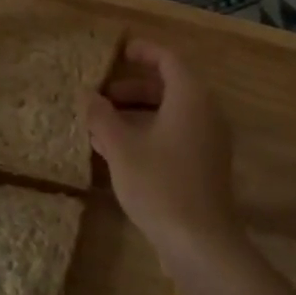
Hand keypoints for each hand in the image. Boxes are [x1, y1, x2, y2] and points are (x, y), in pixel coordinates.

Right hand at [85, 39, 239, 261]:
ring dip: (138, 113)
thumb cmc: (160, 184)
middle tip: (102, 95)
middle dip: (133, 87)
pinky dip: (150, 133)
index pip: (169, 59)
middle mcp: (206, 113)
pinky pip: (176, 135)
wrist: (200, 243)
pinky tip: (120, 153)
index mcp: (190, 97)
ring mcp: (209, 141)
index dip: (143, 52)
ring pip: (171, 114)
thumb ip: (101, 116)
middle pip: (169, 87)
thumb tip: (86, 94)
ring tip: (102, 125)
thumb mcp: (121, 148)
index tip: (119, 51)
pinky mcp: (205, 166)